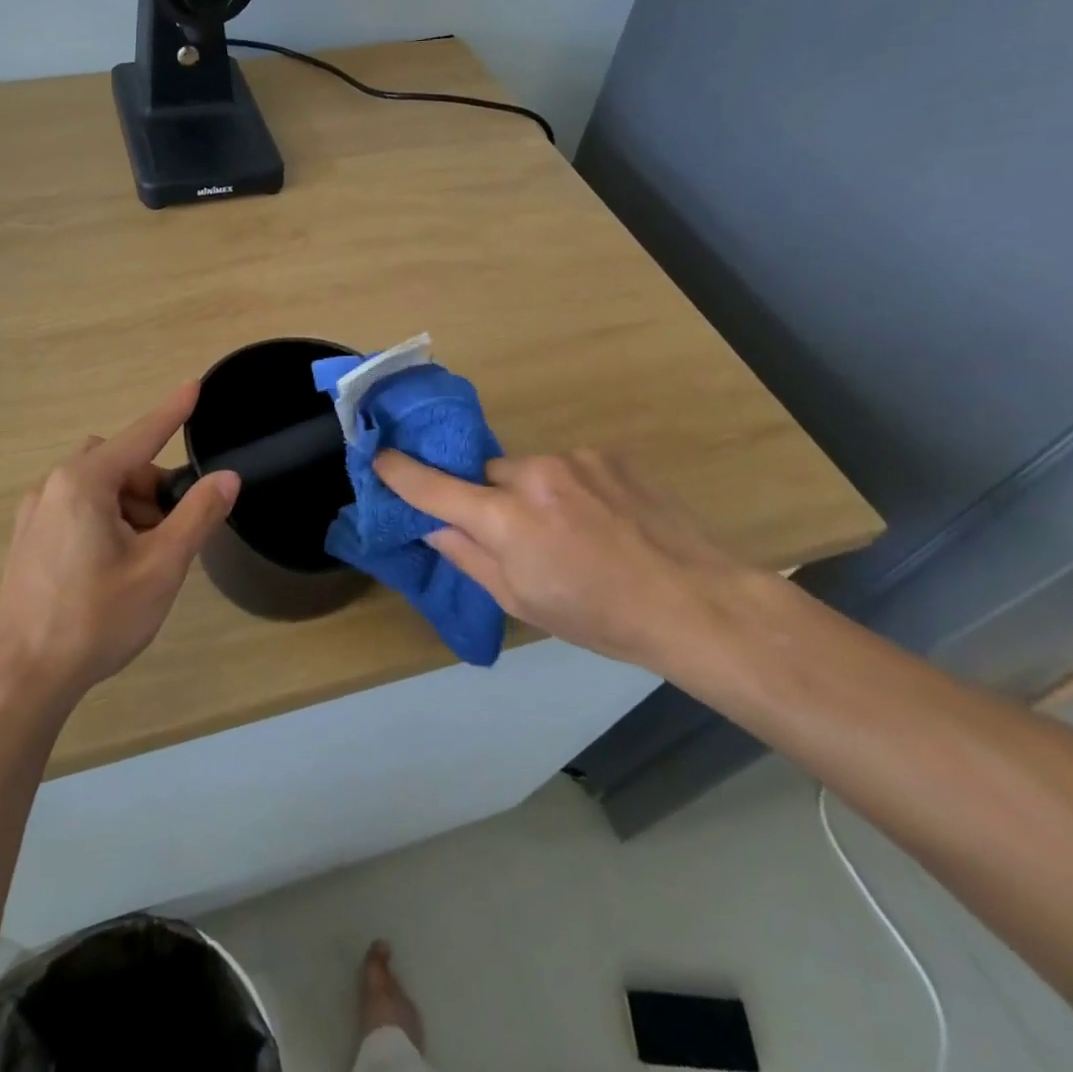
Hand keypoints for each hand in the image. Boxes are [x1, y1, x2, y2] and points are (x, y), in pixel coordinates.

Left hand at [0, 382, 239, 698]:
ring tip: (147, 555)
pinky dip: (105, 519)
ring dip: (129, 505)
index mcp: (84, 482)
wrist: (23, 677)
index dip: (172, 411)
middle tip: (173, 526)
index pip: (140, 435)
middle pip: (118, 463)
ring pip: (96, 488)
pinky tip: (114, 565)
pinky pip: (76, 508)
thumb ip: (197, 515)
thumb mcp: (161, 566)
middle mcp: (53, 486)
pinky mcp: (27, 540)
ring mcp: (34, 513)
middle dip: (151, 483)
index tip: (195, 386)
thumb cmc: (96, 617)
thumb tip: (227, 478)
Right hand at [375, 448, 774, 672]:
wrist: (694, 601)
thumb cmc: (598, 616)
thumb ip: (467, 556)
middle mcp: (534, 475)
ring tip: (569, 532)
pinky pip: (564, 467)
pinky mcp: (605, 454)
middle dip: (488, 499)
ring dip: (531, 494)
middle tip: (514, 536)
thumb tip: (432, 526)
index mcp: (507, 519)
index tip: (378, 456)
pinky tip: (599, 520)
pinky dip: (566, 488)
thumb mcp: (520, 600)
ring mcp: (573, 459)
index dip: (400, 472)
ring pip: (526, 469)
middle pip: (485, 474)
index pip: (435, 488)